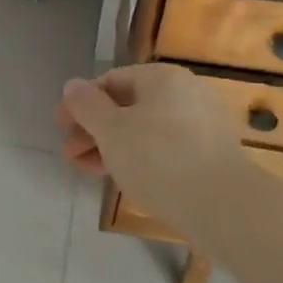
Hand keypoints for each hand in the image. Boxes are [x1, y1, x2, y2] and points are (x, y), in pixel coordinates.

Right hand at [56, 65, 243, 226]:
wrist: (222, 204)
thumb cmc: (158, 158)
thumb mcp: (110, 130)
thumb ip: (86, 106)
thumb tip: (72, 86)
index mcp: (161, 78)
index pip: (110, 81)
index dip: (80, 104)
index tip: (60, 129)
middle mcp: (185, 92)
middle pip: (127, 106)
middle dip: (94, 130)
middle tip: (71, 155)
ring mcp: (202, 123)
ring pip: (145, 129)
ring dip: (112, 146)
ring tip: (91, 170)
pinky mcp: (211, 153)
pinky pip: (166, 147)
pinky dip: (140, 158)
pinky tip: (125, 177)